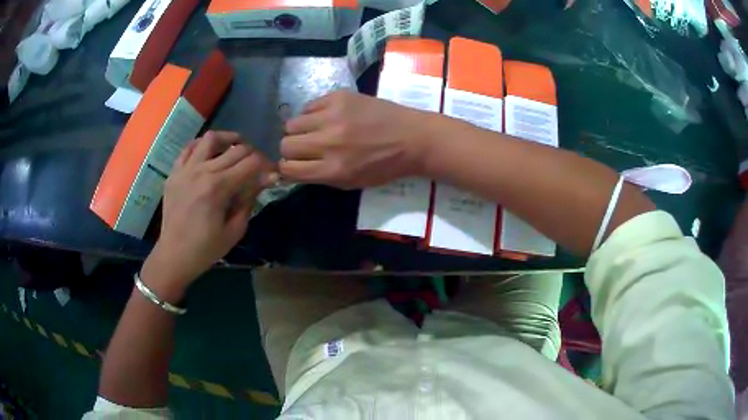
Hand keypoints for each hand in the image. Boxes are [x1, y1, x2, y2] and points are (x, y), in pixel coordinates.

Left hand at [141, 131, 276, 298]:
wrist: (174, 255)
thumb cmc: (206, 248)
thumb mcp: (235, 229)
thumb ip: (250, 199)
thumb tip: (268, 178)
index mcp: (218, 188)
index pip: (252, 162)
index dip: (267, 165)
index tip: (272, 173)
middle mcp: (202, 171)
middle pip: (236, 149)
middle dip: (253, 154)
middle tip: (256, 167)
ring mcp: (185, 169)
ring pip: (211, 138)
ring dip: (228, 140)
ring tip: (235, 148)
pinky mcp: (174, 172)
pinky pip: (189, 148)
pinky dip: (202, 145)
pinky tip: (210, 153)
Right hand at [279, 91, 434, 188]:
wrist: (412, 137)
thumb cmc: (384, 165)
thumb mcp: (352, 182)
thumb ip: (320, 176)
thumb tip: (292, 168)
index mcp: (333, 169)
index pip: (289, 168)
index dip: (287, 168)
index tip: (293, 164)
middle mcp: (329, 142)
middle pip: (285, 144)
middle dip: (291, 149)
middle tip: (305, 147)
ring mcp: (333, 116)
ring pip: (291, 123)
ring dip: (300, 130)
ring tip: (316, 130)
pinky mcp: (339, 96)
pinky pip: (309, 105)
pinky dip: (313, 113)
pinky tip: (328, 117)